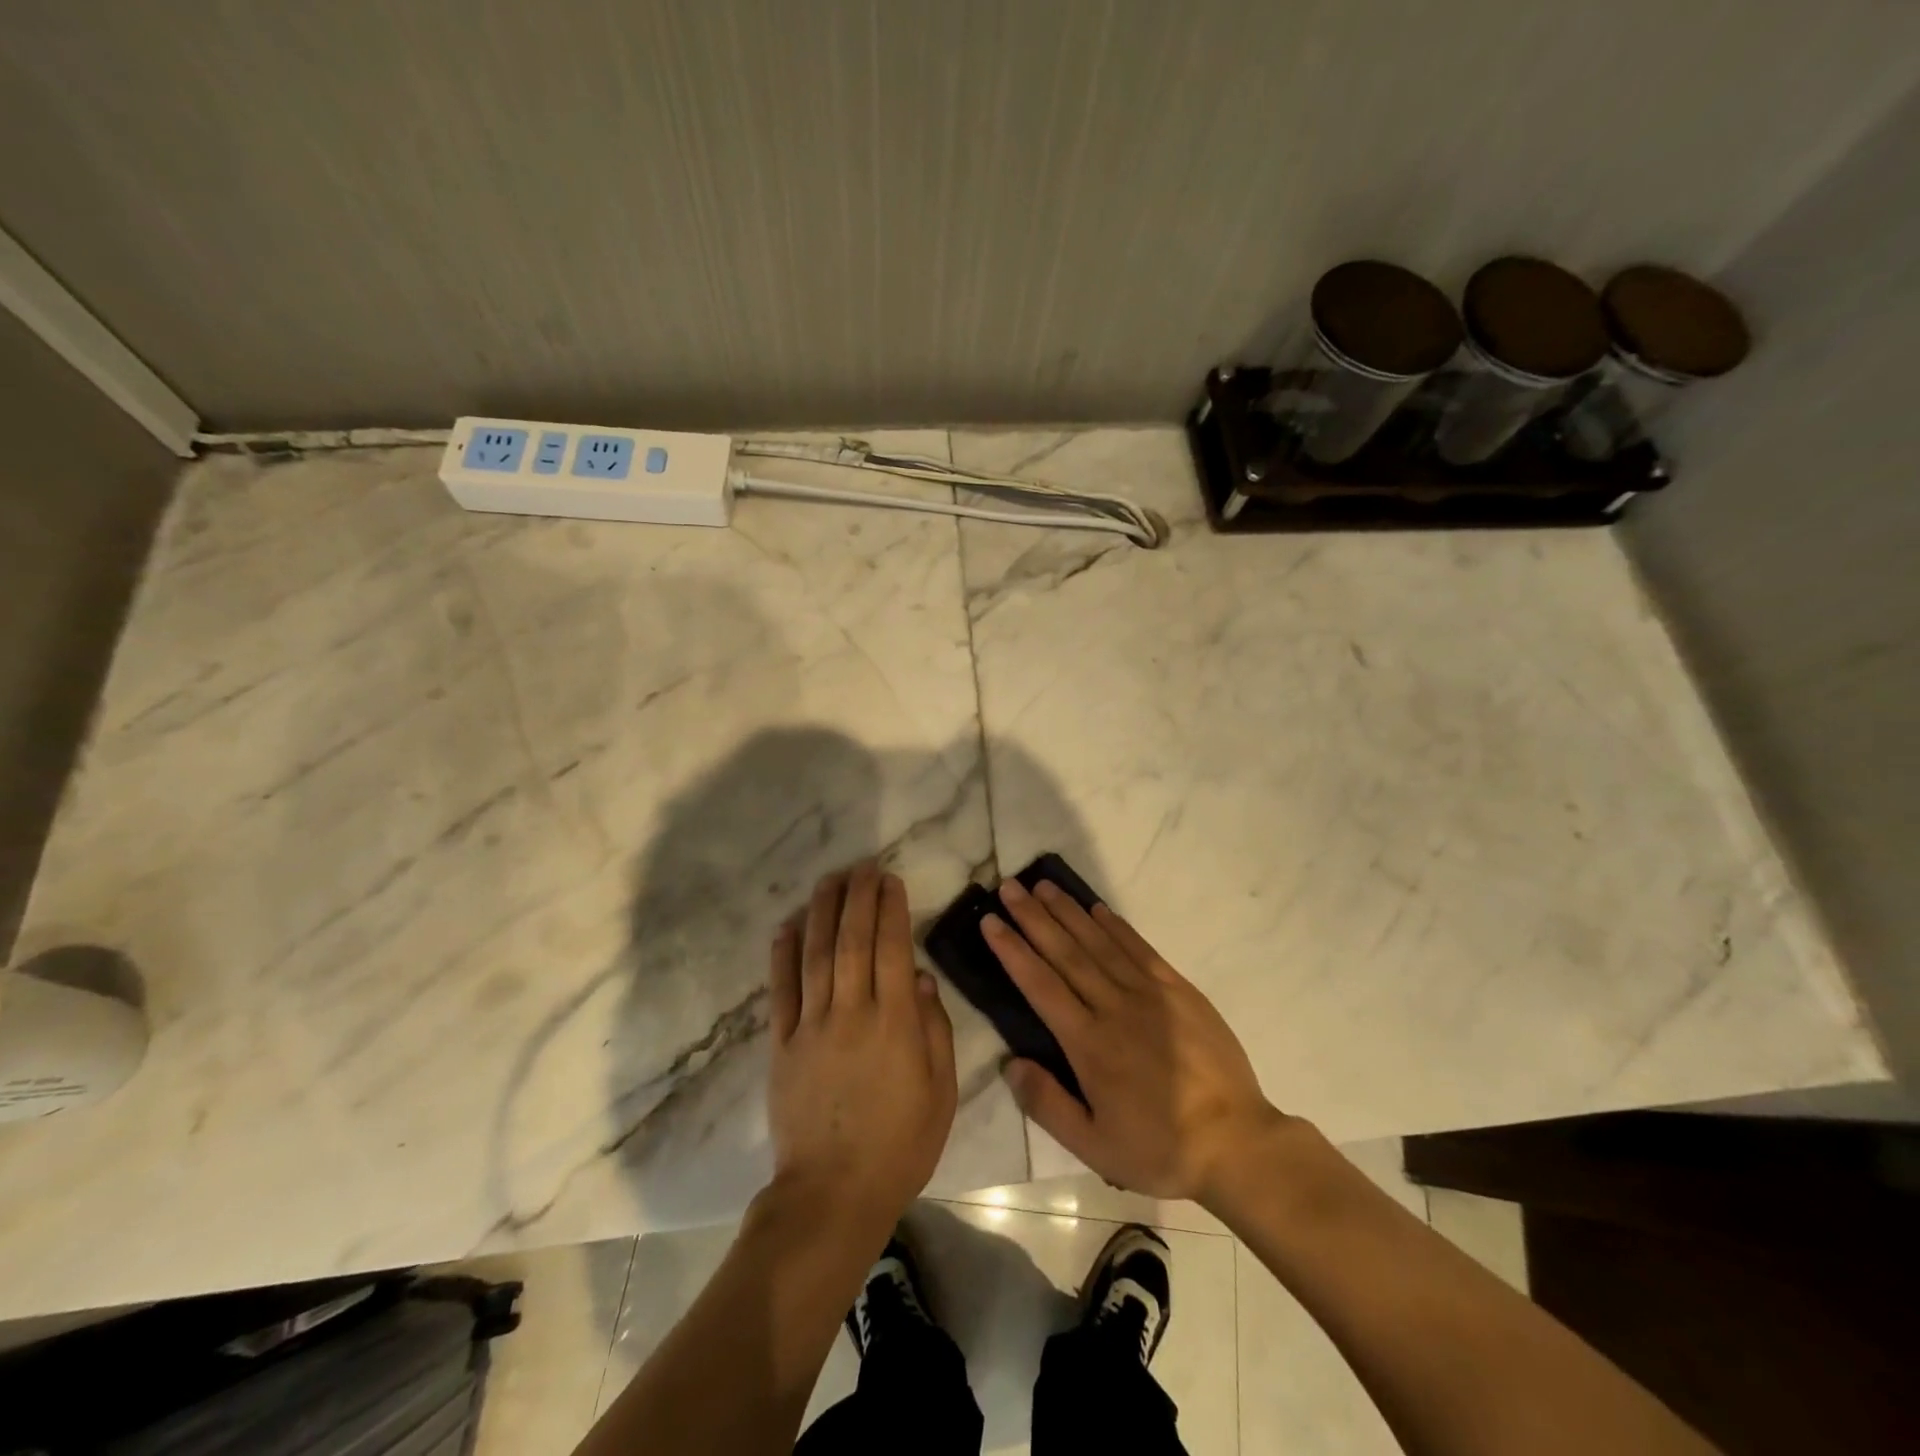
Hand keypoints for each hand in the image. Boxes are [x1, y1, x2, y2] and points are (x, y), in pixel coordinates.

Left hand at [767, 862, 958, 1236]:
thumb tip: (923, 979)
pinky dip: (782, 955)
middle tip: (862, 866)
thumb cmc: (900, 1145)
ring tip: (829, 880)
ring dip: (822, 912)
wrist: (832, 1194)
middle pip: (852, 940)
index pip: (893, 948)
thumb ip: (935, 1031)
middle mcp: (852, 1012)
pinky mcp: (782, 1045)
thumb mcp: (941, 1092)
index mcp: (895, 1022)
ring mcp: (811, 1026)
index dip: (891, 909)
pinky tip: (786, 926)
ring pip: (815, 955)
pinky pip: (780, 991)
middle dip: (858, 897)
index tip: (890, 880)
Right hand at [984, 879, 1287, 1204]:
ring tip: (1043, 886)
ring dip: (1069, 912)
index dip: (1013, 950)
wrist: (1236, 1142)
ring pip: (1100, 943)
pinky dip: (1116, 926)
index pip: (1040, 985)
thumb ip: (1047, 1103)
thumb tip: (1009, 1062)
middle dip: (1033, 917)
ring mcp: (1150, 994)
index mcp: (1089, 1044)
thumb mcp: (1094, 1147)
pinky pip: (1140, 949)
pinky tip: (1097, 908)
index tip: (990, 921)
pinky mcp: (1178, 990)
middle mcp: (1114, 1007)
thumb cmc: (1159, 1148)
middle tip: (1009, 887)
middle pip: (1066, 953)